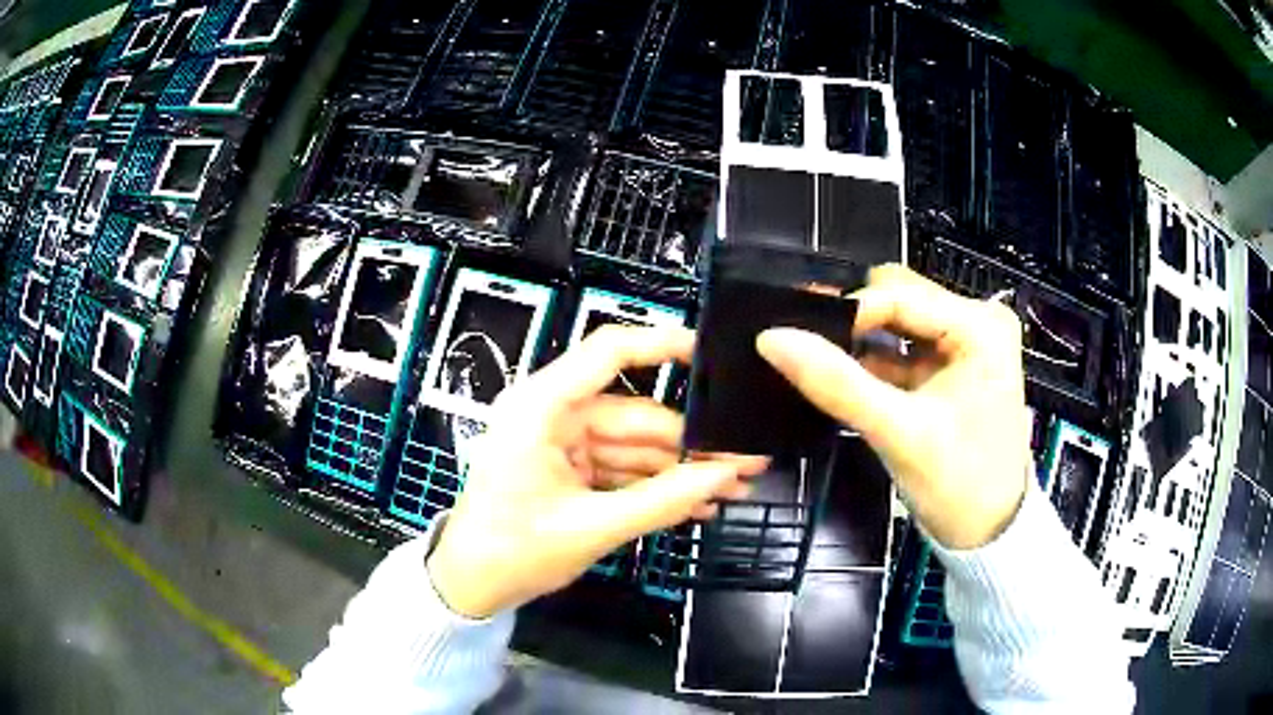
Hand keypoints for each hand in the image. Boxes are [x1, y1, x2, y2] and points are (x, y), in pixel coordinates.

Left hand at [428, 326, 767, 617]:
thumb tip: (727, 476)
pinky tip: (697, 502)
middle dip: (689, 442)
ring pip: (633, 444)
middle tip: (743, 463)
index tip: (713, 355)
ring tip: (732, 489)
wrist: (471, 586)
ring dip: (679, 468)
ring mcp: (561, 442)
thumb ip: (663, 500)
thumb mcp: (592, 527)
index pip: (609, 352)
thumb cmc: (514, 552)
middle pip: (634, 413)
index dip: (663, 344)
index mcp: (541, 407)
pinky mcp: (568, 467)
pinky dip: (654, 484)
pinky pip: (620, 467)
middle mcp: (552, 413)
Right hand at [757, 265, 1030, 549]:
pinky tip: (848, 381)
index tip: (799, 336)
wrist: (989, 533)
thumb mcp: (898, 434)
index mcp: (979, 327)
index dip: (847, 313)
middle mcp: (978, 321)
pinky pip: (905, 348)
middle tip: (812, 349)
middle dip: (856, 323)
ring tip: (824, 365)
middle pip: (900, 299)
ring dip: (863, 342)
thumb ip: (837, 383)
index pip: (899, 295)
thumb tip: (772, 338)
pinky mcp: (955, 366)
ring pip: (899, 321)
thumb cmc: (958, 484)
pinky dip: (876, 362)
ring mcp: (968, 343)